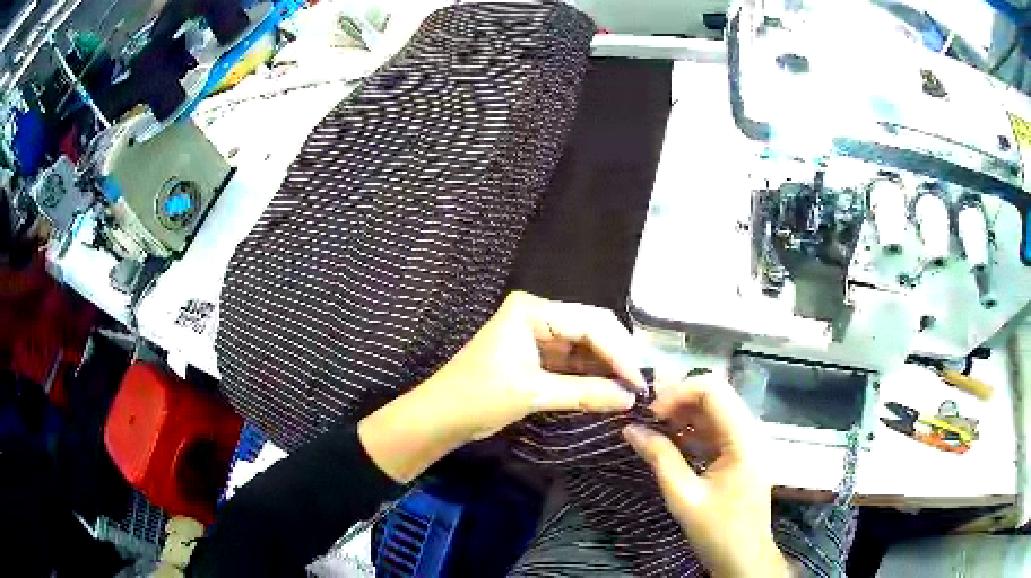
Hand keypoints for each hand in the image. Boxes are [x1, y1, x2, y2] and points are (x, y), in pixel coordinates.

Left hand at [360, 291, 644, 481]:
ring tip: (633, 392)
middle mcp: (539, 315)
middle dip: (618, 358)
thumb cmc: (479, 396)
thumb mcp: (532, 393)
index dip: (620, 351)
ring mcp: (540, 336)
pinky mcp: (539, 358)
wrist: (441, 417)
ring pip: (587, 348)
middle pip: (592, 331)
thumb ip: (585, 393)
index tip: (640, 381)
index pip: (590, 323)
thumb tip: (630, 398)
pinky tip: (611, 392)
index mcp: (532, 310)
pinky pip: (575, 364)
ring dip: (608, 369)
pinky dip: (592, 378)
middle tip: (642, 386)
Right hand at [622, 378, 790, 577]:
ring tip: (651, 428)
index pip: (712, 390)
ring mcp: (747, 441)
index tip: (649, 415)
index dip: (677, 393)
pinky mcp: (740, 453)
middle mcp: (749, 431)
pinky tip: (669, 442)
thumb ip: (660, 458)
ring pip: (713, 410)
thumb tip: (630, 430)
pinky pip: (715, 429)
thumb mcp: (684, 497)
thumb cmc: (717, 532)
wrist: (744, 558)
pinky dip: (691, 431)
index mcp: (743, 438)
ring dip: (682, 415)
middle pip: (714, 395)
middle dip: (677, 401)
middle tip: (645, 418)